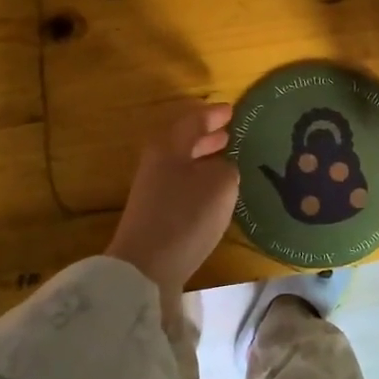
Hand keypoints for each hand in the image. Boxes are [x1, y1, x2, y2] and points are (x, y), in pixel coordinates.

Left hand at [105, 102, 238, 304]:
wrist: (146, 267)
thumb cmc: (186, 216)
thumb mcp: (221, 184)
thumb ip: (227, 168)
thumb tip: (222, 168)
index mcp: (169, 146)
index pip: (194, 120)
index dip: (214, 114)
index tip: (233, 110)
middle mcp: (158, 163)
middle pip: (184, 142)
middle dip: (208, 136)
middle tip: (231, 133)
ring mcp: (154, 191)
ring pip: (183, 165)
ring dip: (204, 160)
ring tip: (228, 161)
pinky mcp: (156, 215)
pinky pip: (183, 187)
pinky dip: (201, 182)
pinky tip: (216, 194)